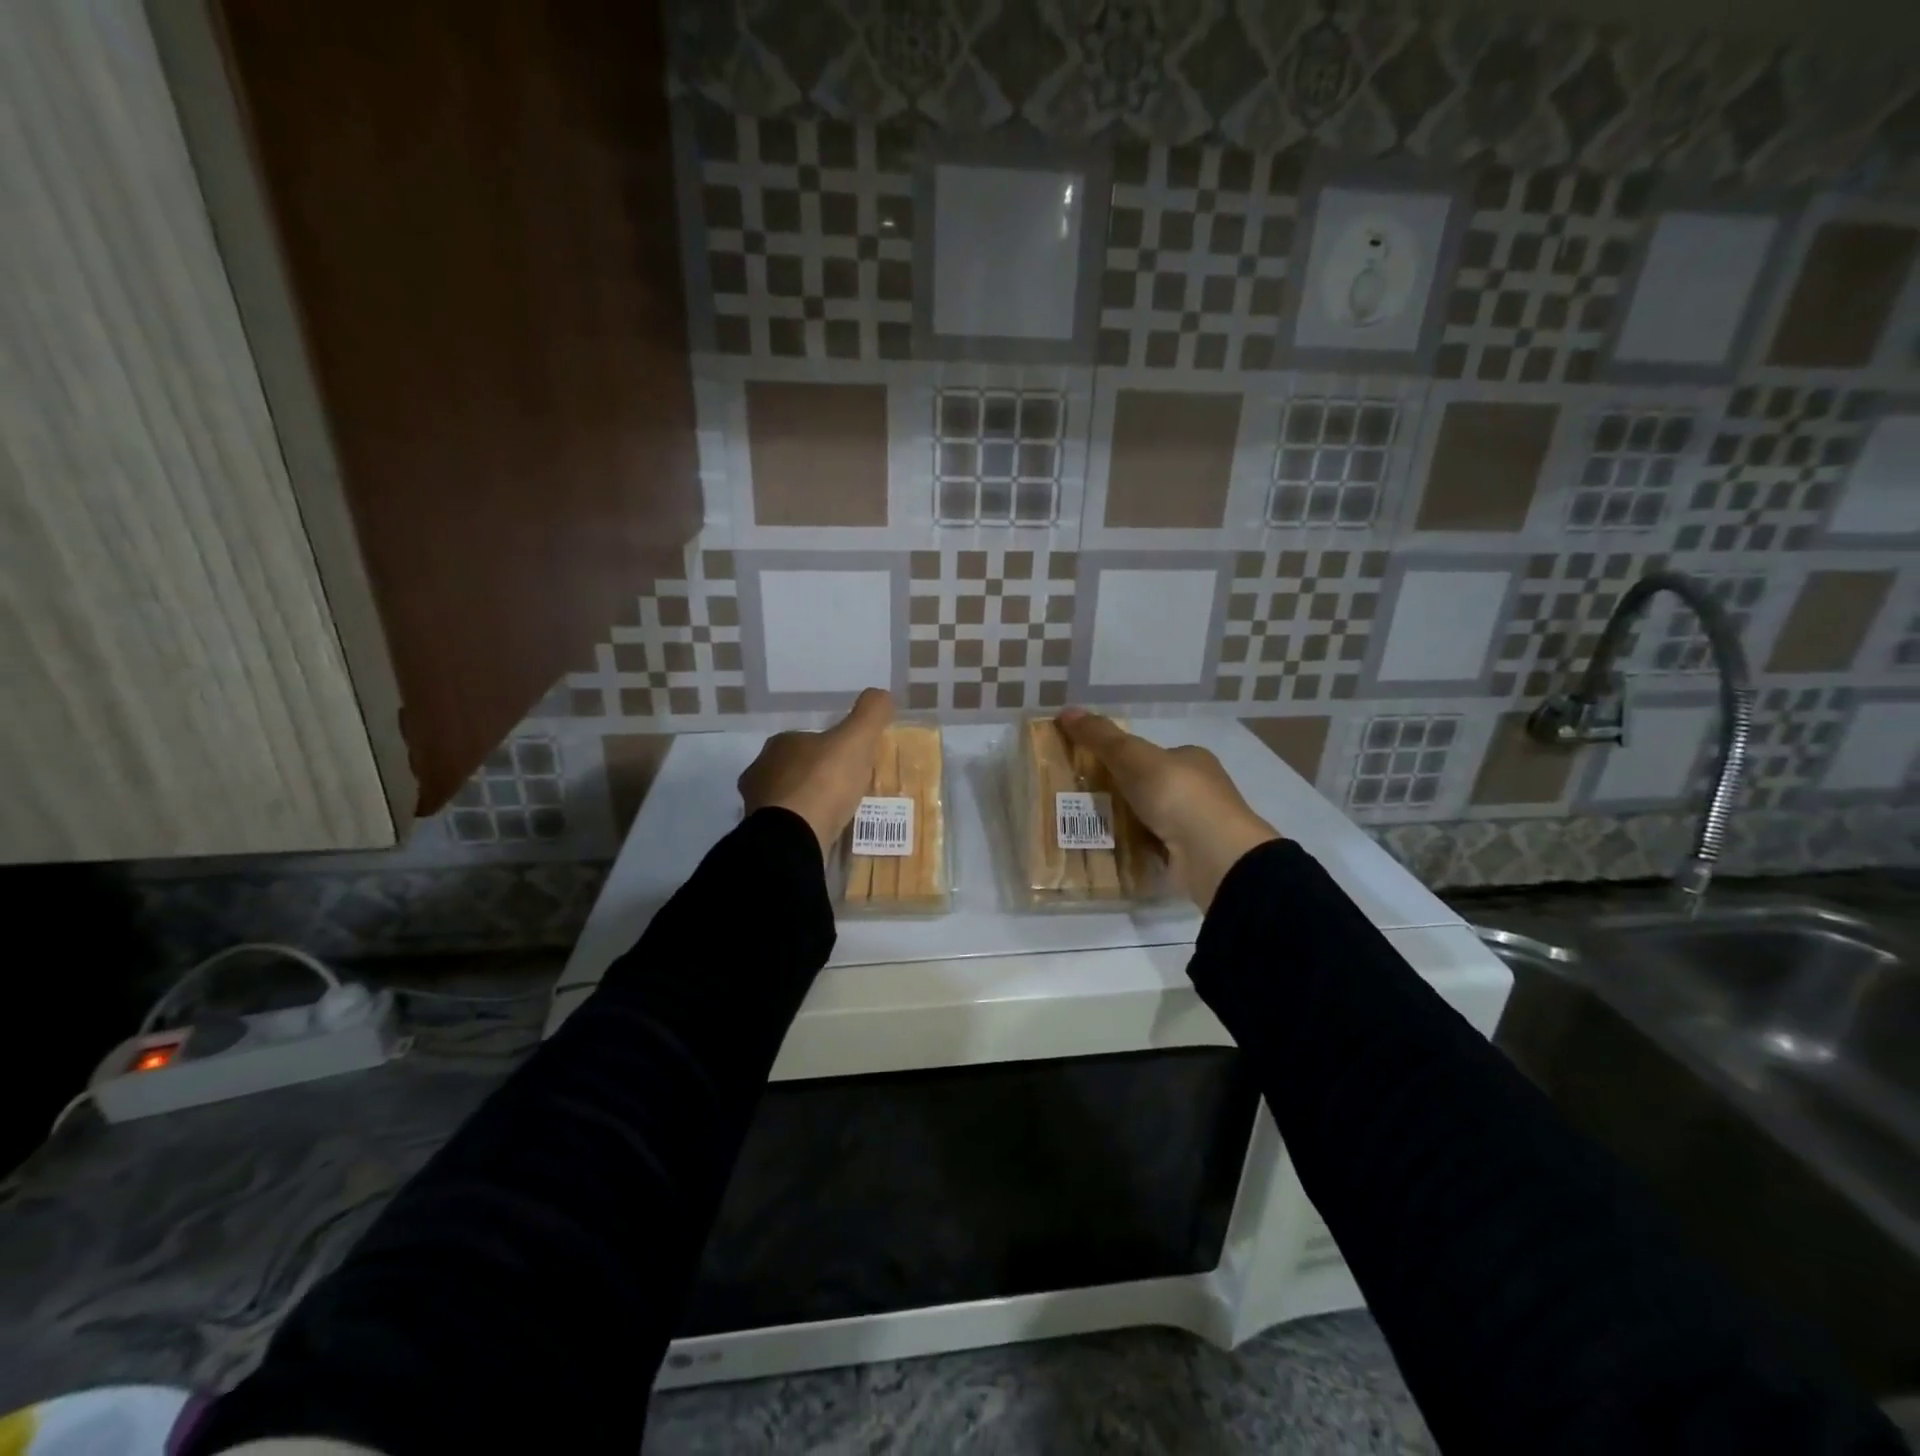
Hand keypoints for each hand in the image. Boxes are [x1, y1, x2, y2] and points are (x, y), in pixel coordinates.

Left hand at [739, 689, 894, 856]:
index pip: (806, 740)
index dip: (829, 748)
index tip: (849, 761)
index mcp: (780, 744)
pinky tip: (819, 833)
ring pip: (787, 798)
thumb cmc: (823, 782)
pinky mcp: (761, 834)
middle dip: (816, 776)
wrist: (794, 837)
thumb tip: (881, 694)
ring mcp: (757, 805)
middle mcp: (761, 770)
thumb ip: (870, 714)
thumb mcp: (856, 740)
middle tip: (844, 789)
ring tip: (834, 815)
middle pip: (794, 769)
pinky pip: (786, 825)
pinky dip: (801, 826)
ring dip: (806, 803)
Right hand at [1057, 708, 1280, 911]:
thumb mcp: (1133, 757)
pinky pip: (1149, 851)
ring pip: (1146, 821)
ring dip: (1120, 826)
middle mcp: (1197, 791)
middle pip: (1146, 789)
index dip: (1121, 758)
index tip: (1089, 768)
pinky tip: (1104, 853)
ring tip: (1079, 829)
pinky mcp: (1188, 860)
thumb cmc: (1178, 795)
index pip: (1151, 755)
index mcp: (1191, 760)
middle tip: (1077, 801)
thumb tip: (1065, 710)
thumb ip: (1101, 736)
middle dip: (1115, 795)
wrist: (1214, 856)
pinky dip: (1129, 852)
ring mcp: (1194, 828)